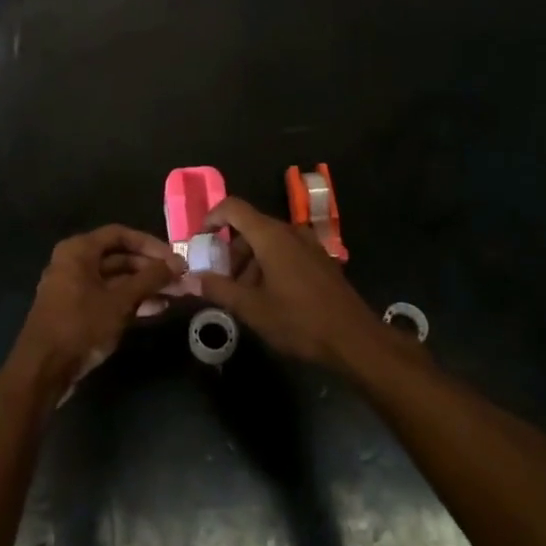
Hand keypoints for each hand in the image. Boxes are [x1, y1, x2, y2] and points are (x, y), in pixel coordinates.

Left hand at [12, 225, 183, 397]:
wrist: (43, 370)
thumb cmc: (81, 325)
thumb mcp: (120, 301)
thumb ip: (150, 279)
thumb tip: (178, 262)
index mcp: (79, 250)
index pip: (120, 235)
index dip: (149, 244)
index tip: (174, 258)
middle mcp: (74, 262)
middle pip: (119, 257)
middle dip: (150, 268)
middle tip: (179, 279)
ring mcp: (74, 287)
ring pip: (116, 279)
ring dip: (144, 286)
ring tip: (174, 295)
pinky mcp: (77, 310)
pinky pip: (108, 296)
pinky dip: (130, 300)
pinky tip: (156, 309)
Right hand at [194, 197, 392, 371]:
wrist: (354, 338)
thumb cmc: (299, 320)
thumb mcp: (252, 308)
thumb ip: (219, 289)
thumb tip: (191, 278)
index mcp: (270, 235)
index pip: (233, 207)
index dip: (212, 218)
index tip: (199, 241)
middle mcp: (289, 231)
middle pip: (250, 227)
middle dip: (230, 250)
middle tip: (220, 280)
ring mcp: (308, 244)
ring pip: (267, 241)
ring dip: (249, 261)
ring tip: (242, 295)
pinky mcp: (319, 259)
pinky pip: (285, 251)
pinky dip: (268, 265)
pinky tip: (268, 297)